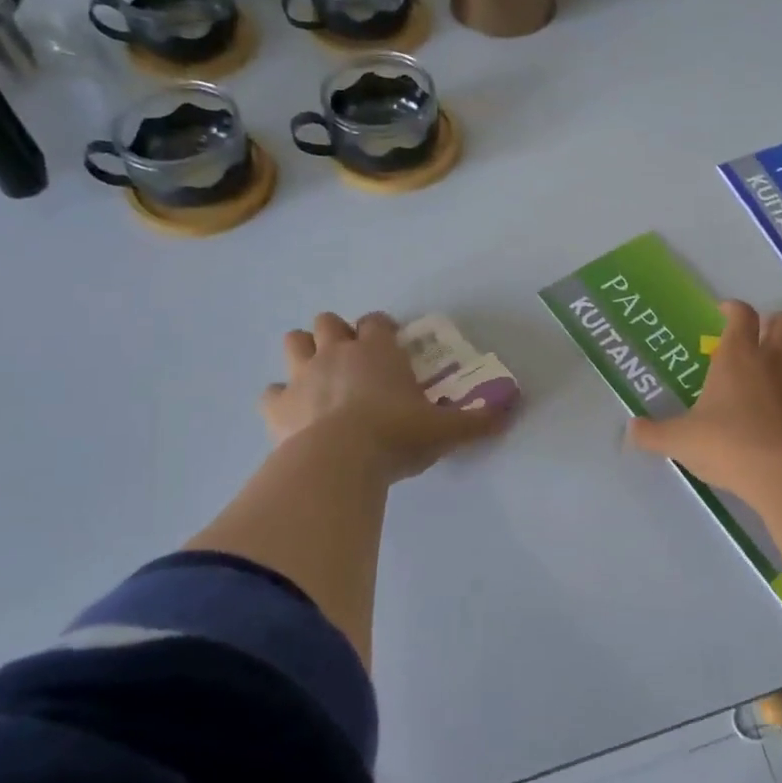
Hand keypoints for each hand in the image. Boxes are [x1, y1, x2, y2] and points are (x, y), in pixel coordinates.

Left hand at [264, 312, 511, 482]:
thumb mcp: (446, 430)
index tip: (390, 342)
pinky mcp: (278, 406)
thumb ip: (478, 420)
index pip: (377, 321)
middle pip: (328, 322)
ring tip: (317, 374)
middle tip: (351, 359)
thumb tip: (511, 410)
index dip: (382, 327)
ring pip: (294, 342)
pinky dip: (279, 399)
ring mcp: (302, 376)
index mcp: (378, 351)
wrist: (341, 461)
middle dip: (337, 334)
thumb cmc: (398, 435)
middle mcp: (337, 353)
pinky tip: (292, 413)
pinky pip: (269, 392)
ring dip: (303, 352)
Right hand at [627, 301, 781, 499]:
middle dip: (775, 324)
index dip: (734, 309)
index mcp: (737, 356)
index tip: (725, 313)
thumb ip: (653, 433)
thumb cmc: (725, 445)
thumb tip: (629, 430)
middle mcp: (774, 359)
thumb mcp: (680, 440)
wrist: (781, 473)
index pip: (741, 315)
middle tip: (761, 340)